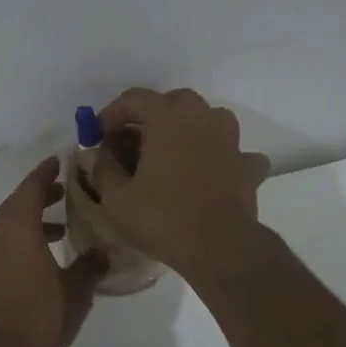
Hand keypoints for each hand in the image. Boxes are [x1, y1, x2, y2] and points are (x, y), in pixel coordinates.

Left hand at [0, 158, 105, 346]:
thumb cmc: (39, 315)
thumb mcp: (76, 289)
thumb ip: (92, 264)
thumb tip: (107, 250)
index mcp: (18, 226)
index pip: (32, 186)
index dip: (47, 172)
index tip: (62, 161)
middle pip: (19, 202)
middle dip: (42, 194)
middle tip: (68, 191)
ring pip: (11, 224)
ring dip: (34, 219)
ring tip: (63, 227)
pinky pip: (5, 242)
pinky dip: (24, 238)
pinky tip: (46, 256)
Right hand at [92, 88, 272, 279]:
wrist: (220, 248)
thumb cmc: (163, 218)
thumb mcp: (117, 199)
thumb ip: (104, 168)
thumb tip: (98, 153)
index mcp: (167, 117)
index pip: (134, 98)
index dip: (112, 113)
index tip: (100, 135)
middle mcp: (201, 117)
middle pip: (173, 102)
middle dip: (151, 116)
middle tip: (134, 142)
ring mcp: (230, 139)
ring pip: (207, 118)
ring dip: (188, 128)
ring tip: (173, 152)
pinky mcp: (247, 165)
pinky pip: (232, 150)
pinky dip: (220, 155)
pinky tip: (212, 170)